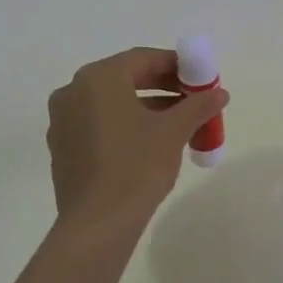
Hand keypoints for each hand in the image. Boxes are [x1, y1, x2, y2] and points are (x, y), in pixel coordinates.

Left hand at [46, 48, 228, 224]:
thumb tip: (220, 93)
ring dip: (146, 107)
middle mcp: (73, 92)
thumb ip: (198, 106)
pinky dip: (126, 125)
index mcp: (98, 78)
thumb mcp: (174, 131)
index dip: (176, 65)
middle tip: (193, 99)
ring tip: (179, 124)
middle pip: (126, 79)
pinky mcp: (63, 148)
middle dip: (163, 87)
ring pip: (112, 103)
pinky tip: (150, 144)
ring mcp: (63, 121)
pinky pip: (99, 124)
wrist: (97, 223)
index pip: (143, 59)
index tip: (200, 78)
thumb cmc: (137, 166)